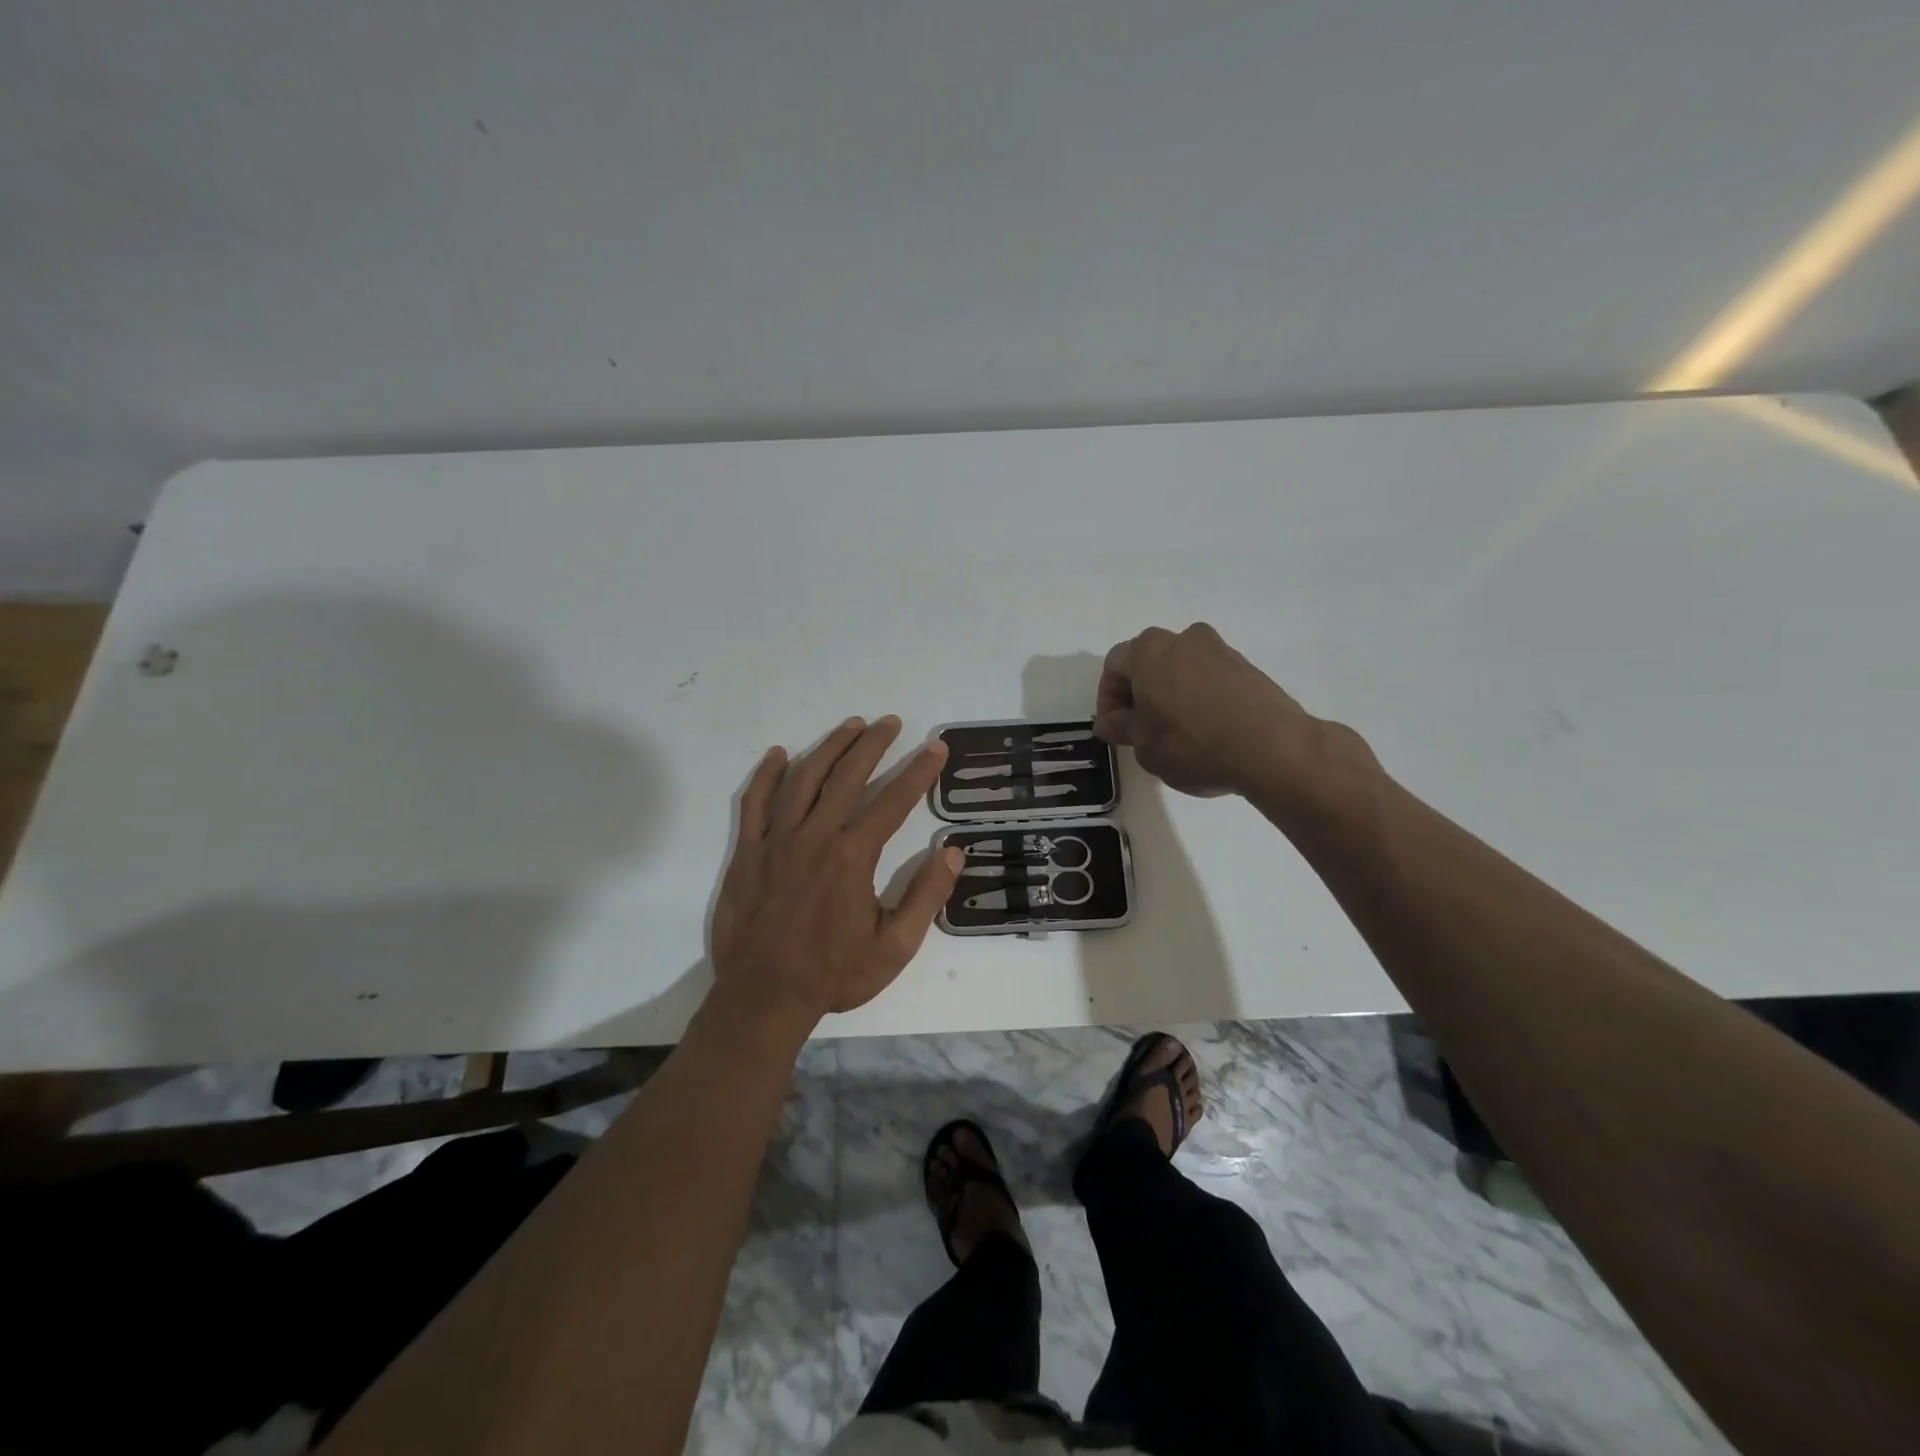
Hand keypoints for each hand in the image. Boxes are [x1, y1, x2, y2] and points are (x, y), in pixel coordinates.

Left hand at [711, 716, 962, 1026]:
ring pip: (803, 779)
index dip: (918, 772)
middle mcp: (815, 836)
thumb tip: (952, 853)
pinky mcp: (747, 852)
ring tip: (850, 726)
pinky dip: (766, 775)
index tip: (934, 747)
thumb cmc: (834, 974)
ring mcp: (776, 841)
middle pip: (847, 776)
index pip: (893, 801)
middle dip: (873, 745)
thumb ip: (925, 897)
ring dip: (829, 748)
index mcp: (853, 856)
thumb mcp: (894, 946)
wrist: (764, 997)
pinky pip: (754, 803)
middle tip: (891, 722)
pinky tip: (779, 755)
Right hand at [1094, 623, 1363, 799]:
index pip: (1114, 666)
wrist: (1273, 748)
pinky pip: (1208, 677)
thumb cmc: (1192, 744)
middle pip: (1148, 661)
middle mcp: (1182, 638)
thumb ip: (1121, 727)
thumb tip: (1110, 722)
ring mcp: (1219, 649)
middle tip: (1140, 729)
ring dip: (1169, 693)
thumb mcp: (1143, 745)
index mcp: (1148, 651)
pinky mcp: (1246, 665)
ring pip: (1180, 667)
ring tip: (1174, 731)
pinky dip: (1198, 696)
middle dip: (1139, 693)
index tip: (1114, 729)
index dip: (1107, 699)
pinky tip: (1204, 729)